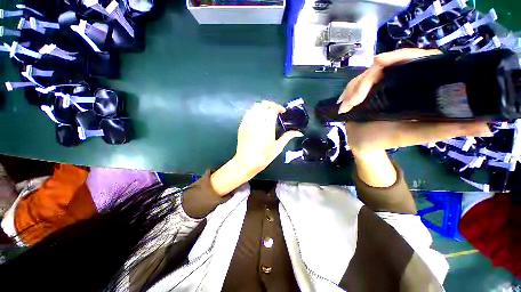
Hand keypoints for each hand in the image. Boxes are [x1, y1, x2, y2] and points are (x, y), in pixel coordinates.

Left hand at [210, 101, 302, 195]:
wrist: (245, 163)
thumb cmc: (263, 158)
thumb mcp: (277, 148)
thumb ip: (287, 137)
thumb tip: (299, 133)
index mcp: (267, 129)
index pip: (272, 110)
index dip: (278, 107)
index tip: (283, 111)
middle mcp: (256, 123)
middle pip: (263, 105)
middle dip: (271, 104)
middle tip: (276, 110)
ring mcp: (247, 123)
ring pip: (255, 107)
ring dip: (263, 106)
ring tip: (268, 112)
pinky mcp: (242, 125)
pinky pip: (248, 112)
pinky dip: (255, 111)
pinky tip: (259, 117)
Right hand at [337, 49, 491, 154]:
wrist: (363, 144)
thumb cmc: (388, 139)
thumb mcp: (418, 135)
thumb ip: (446, 130)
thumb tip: (487, 126)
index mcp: (414, 87)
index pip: (415, 60)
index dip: (401, 56)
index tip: (381, 61)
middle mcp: (396, 82)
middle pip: (383, 66)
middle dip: (365, 80)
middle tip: (355, 99)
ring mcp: (377, 86)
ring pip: (363, 77)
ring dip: (353, 90)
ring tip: (347, 107)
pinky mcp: (362, 92)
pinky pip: (353, 86)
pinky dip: (347, 94)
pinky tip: (343, 105)